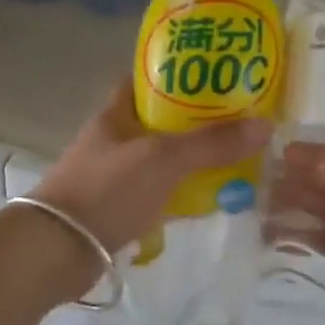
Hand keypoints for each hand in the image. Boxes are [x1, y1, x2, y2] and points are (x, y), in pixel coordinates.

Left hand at [31, 80, 271, 254]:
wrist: (58, 250)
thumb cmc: (107, 190)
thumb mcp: (163, 159)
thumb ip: (211, 144)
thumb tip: (265, 126)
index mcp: (115, 115)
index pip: (146, 81)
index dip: (179, 74)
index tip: (217, 76)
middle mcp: (113, 141)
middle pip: (161, 123)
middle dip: (197, 122)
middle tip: (240, 121)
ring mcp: (114, 177)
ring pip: (161, 161)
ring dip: (193, 161)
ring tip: (238, 158)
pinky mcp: (118, 211)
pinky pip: (158, 195)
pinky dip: (182, 195)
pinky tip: (212, 199)